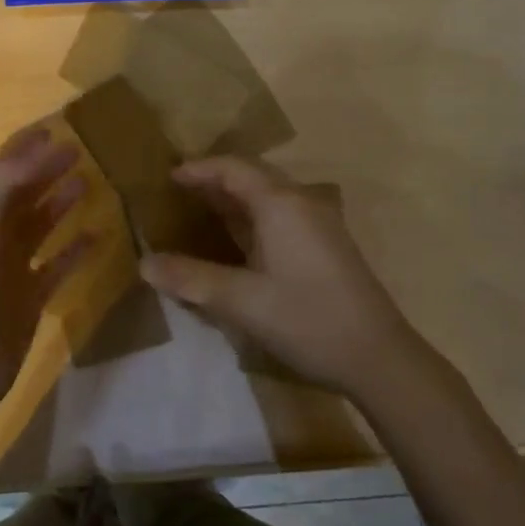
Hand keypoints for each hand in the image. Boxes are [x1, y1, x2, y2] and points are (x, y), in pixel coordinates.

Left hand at [0, 124, 93, 411]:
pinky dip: (76, 249)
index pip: (3, 169)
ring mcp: (12, 267)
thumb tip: (43, 146)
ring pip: (41, 225)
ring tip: (90, 181)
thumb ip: (5, 183)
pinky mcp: (31, 297)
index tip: (57, 125)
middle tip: (81, 148)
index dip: (27, 146)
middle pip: (24, 192)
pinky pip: (58, 264)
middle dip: (48, 168)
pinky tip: (99, 236)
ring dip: (61, 202)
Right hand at [140, 156, 424, 397]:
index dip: (199, 168)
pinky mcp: (326, 245)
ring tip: (199, 211)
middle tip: (178, 192)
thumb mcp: (241, 302)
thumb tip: (144, 264)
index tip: (168, 177)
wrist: (379, 357)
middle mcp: (301, 202)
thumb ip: (191, 279)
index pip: (233, 168)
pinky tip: (237, 240)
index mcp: (281, 204)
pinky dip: (251, 217)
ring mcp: (318, 223)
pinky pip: (280, 215)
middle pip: (252, 176)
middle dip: (215, 180)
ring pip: (268, 196)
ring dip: (234, 199)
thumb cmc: (308, 320)